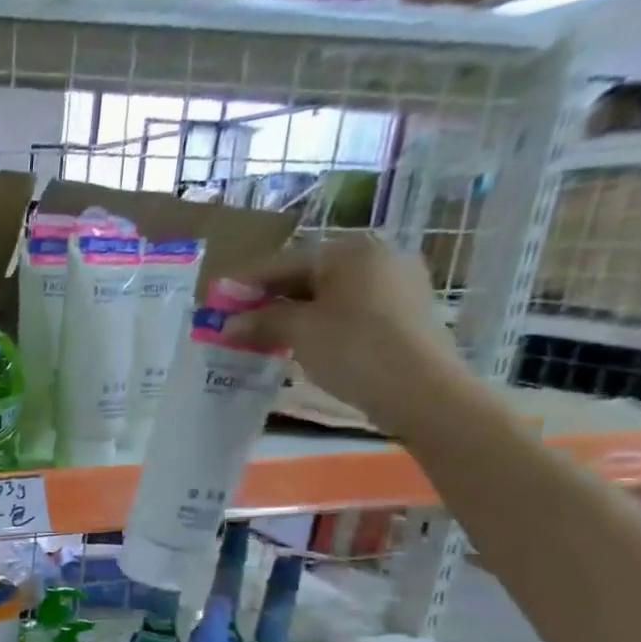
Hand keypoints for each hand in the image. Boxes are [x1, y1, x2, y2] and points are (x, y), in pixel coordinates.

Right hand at [223, 234, 470, 436]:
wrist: (421, 390)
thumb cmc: (354, 348)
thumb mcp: (299, 332)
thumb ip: (262, 321)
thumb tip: (229, 324)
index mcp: (352, 251)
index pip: (286, 263)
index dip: (248, 283)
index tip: (219, 299)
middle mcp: (379, 258)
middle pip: (310, 276)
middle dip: (272, 299)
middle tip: (239, 320)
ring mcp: (398, 285)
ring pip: (331, 295)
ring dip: (295, 313)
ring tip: (264, 334)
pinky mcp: (406, 313)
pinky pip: (351, 310)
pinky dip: (322, 323)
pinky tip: (301, 342)